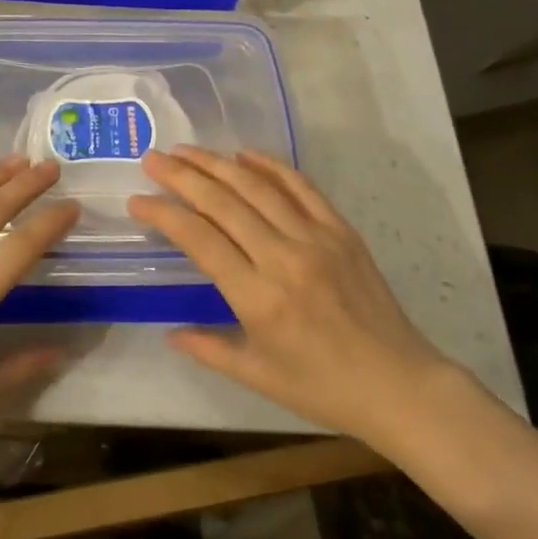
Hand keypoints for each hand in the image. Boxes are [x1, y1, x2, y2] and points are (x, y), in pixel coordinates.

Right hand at [131, 147, 450, 444]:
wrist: (400, 384)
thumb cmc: (323, 388)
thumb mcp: (258, 377)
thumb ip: (209, 348)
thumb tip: (170, 333)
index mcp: (259, 298)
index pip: (200, 240)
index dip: (164, 214)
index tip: (138, 199)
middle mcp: (284, 258)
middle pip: (223, 202)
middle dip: (182, 176)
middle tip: (153, 158)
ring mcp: (316, 238)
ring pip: (257, 186)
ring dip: (217, 163)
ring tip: (187, 150)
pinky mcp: (340, 229)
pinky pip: (301, 186)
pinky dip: (270, 165)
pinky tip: (245, 153)